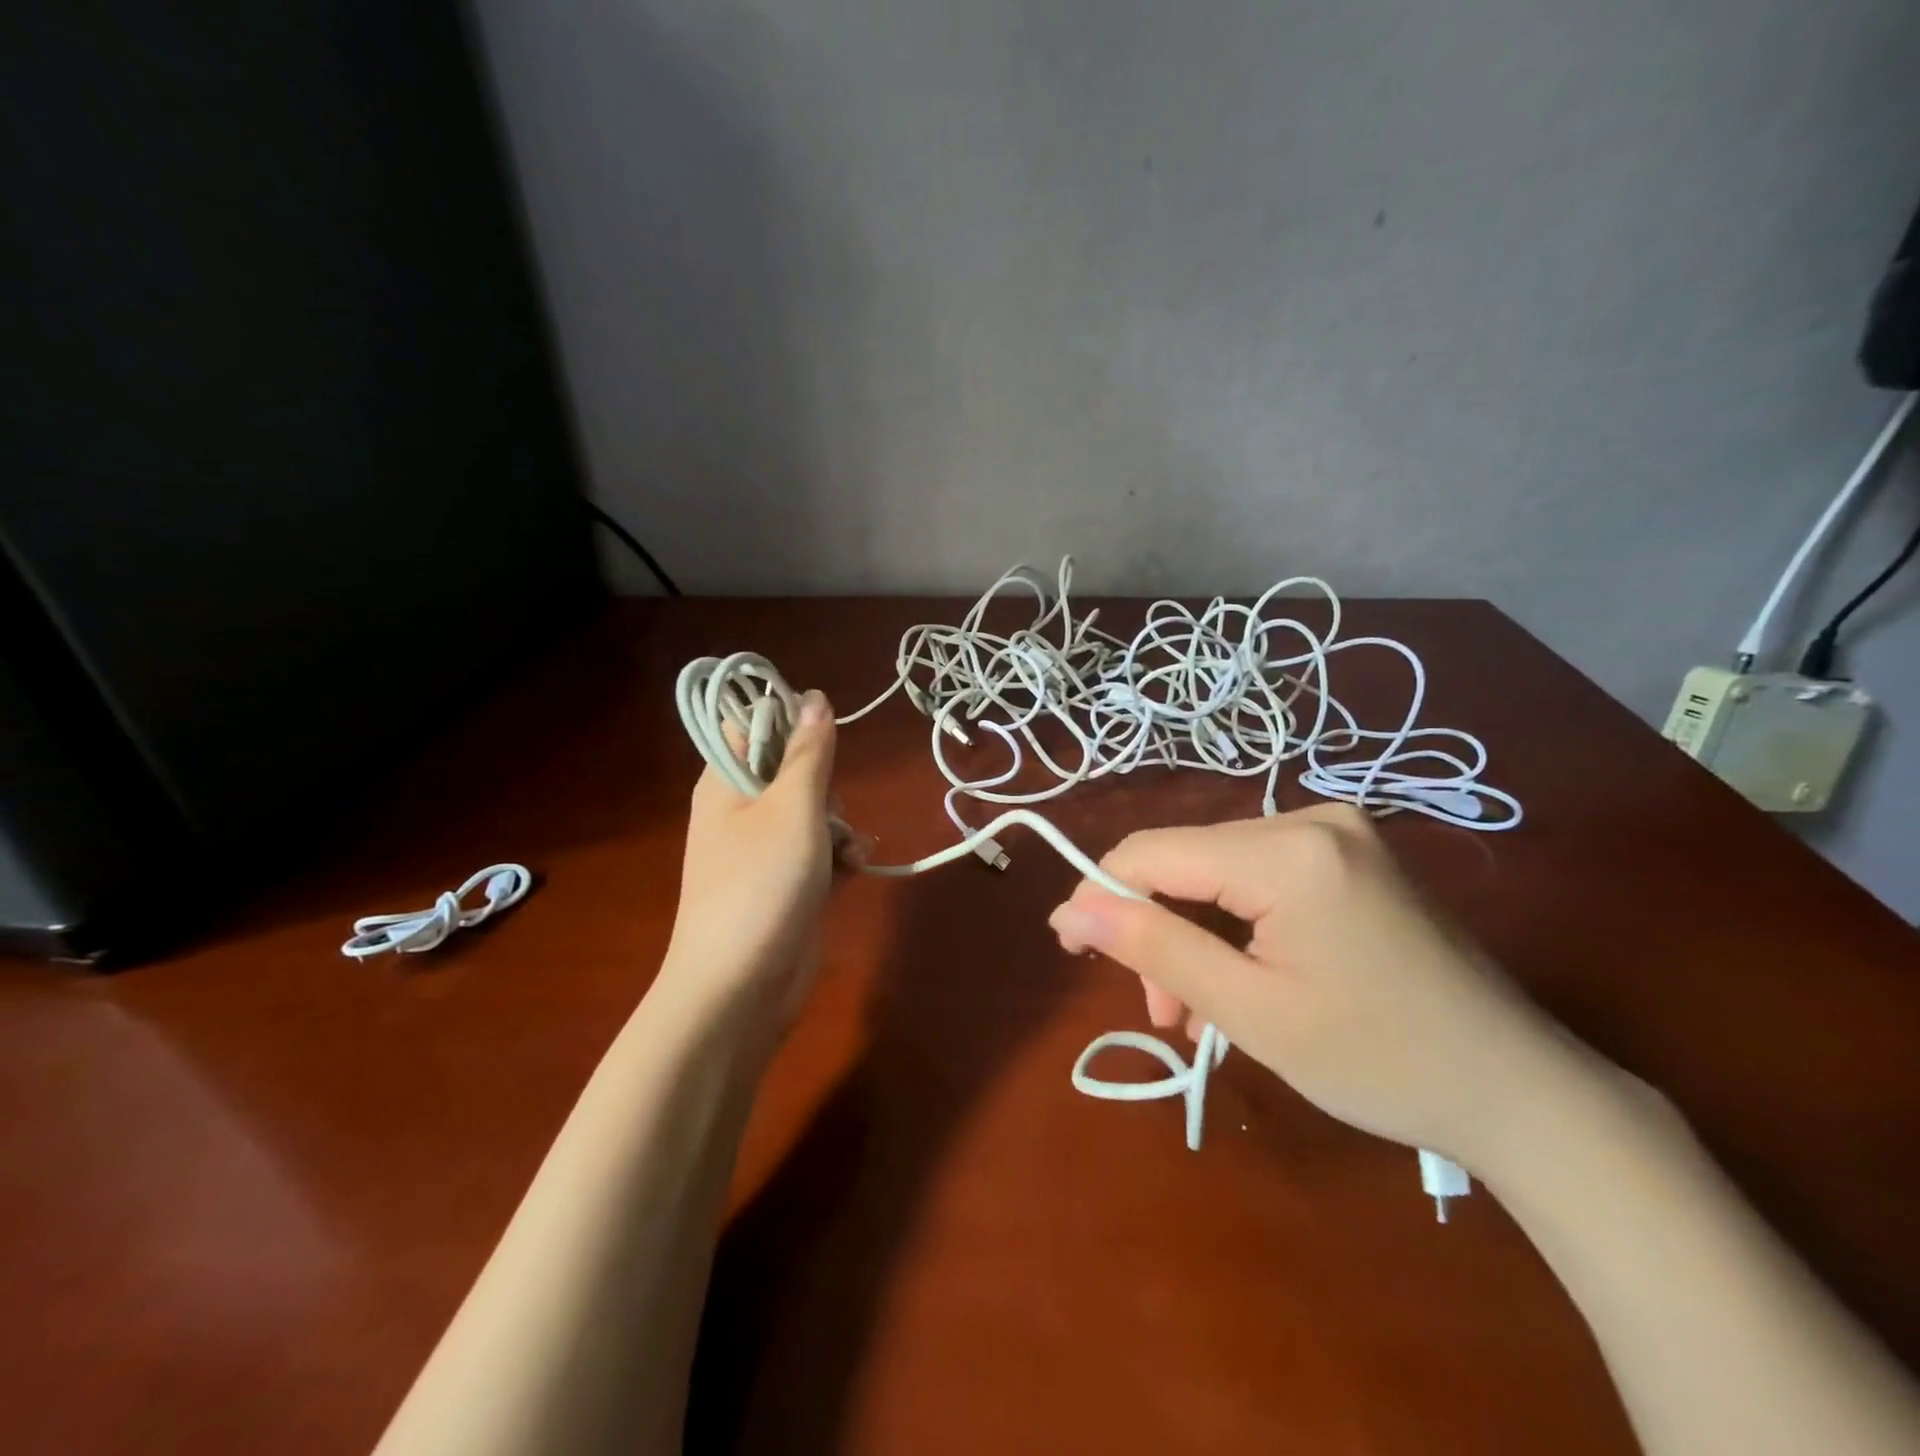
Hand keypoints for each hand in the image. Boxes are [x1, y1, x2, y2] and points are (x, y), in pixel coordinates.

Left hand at [659, 689, 855, 1030]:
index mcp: (725, 782)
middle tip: (828, 811)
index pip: (752, 724)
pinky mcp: (786, 882)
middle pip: (791, 769)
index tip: (825, 741)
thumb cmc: (761, 885)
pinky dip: (838, 855)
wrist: (739, 989)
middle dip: (825, 784)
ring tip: (847, 850)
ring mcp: (763, 849)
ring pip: (812, 811)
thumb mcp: (793, 809)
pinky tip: (855, 869)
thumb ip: (809, 753)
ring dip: (839, 824)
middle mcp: (740, 810)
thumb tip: (814, 697)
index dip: (790, 721)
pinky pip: (818, 850)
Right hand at [1047, 805, 1582, 1169]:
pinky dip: (1232, 924)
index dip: (1101, 896)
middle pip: (1185, 861)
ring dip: (1191, 933)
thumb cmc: (1381, 1061)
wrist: (1523, 1091)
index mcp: (1287, 851)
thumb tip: (1071, 911)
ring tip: (1195, 1012)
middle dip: (1155, 930)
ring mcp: (1335, 831)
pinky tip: (1239, 975)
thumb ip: (1154, 949)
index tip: (1071, 951)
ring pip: (1216, 870)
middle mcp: (1309, 818)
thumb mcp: (1251, 1011)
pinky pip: (1257, 875)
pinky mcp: (1349, 853)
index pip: (1153, 853)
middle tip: (1162, 1013)